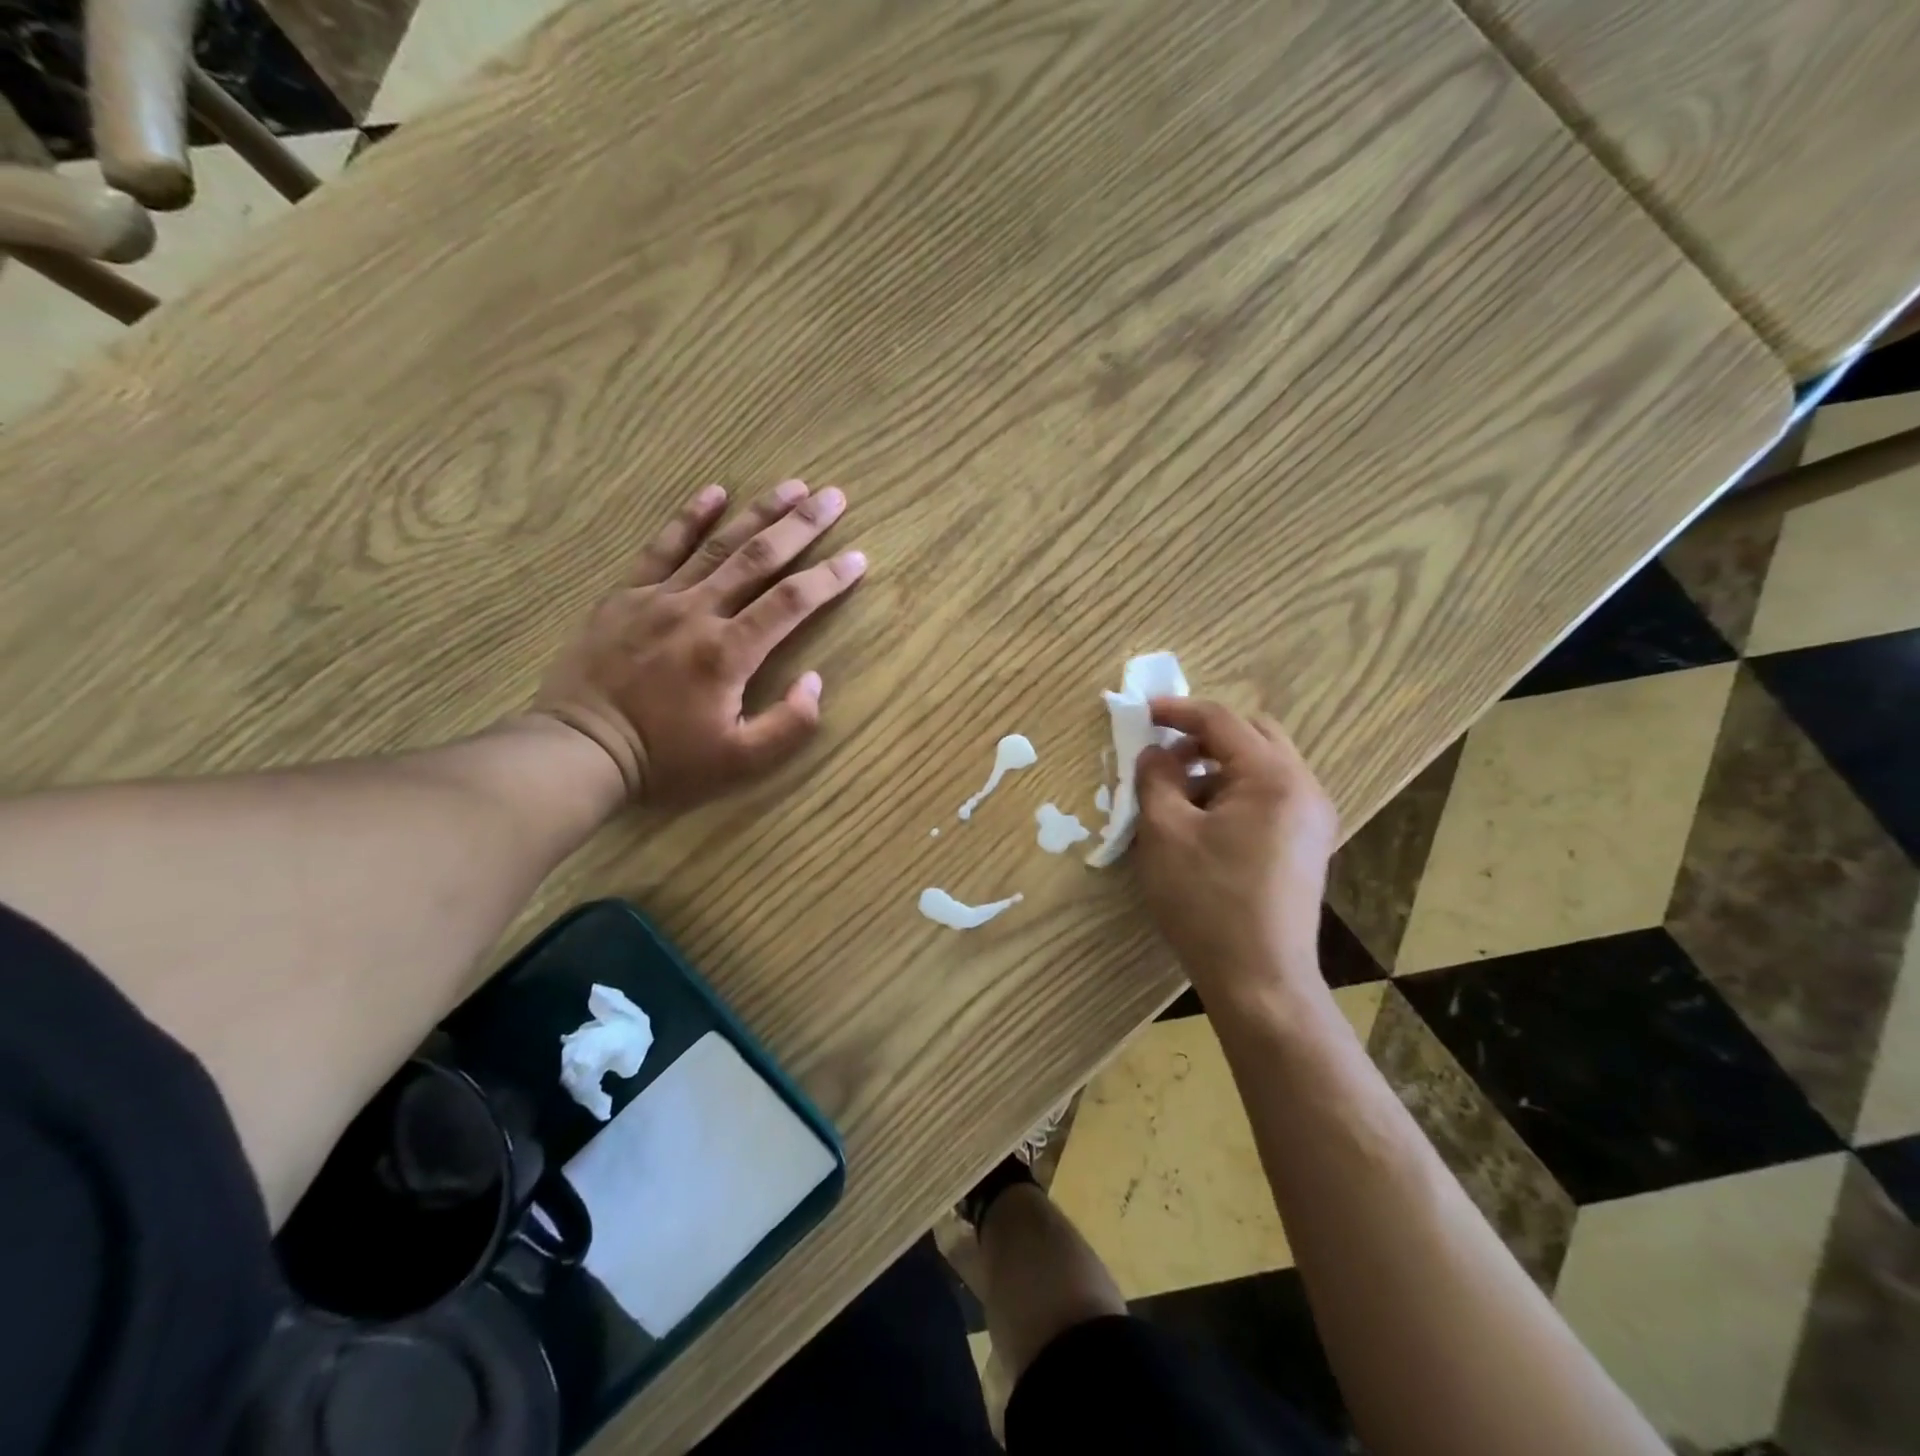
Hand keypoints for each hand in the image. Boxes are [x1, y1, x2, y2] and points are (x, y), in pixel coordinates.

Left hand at [533, 479, 866, 807]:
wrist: (581, 750)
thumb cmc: (666, 760)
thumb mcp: (740, 761)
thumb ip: (788, 725)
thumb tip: (814, 681)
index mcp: (729, 652)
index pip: (792, 602)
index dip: (830, 578)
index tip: (859, 558)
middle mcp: (698, 612)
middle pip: (759, 558)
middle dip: (802, 525)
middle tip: (833, 496)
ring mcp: (658, 598)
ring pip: (718, 545)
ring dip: (758, 512)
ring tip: (792, 486)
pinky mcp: (626, 596)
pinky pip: (661, 547)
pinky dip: (689, 518)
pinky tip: (713, 492)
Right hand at [1133, 700, 1338, 1015]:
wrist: (1260, 980)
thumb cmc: (1207, 901)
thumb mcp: (1165, 833)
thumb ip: (1155, 778)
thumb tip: (1155, 753)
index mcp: (1273, 777)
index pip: (1221, 721)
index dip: (1177, 711)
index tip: (1141, 712)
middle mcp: (1304, 788)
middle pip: (1252, 735)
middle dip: (1203, 738)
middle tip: (1165, 757)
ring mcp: (1312, 819)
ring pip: (1261, 767)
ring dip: (1218, 768)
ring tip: (1177, 798)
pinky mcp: (1306, 846)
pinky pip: (1269, 797)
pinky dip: (1234, 794)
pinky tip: (1203, 826)